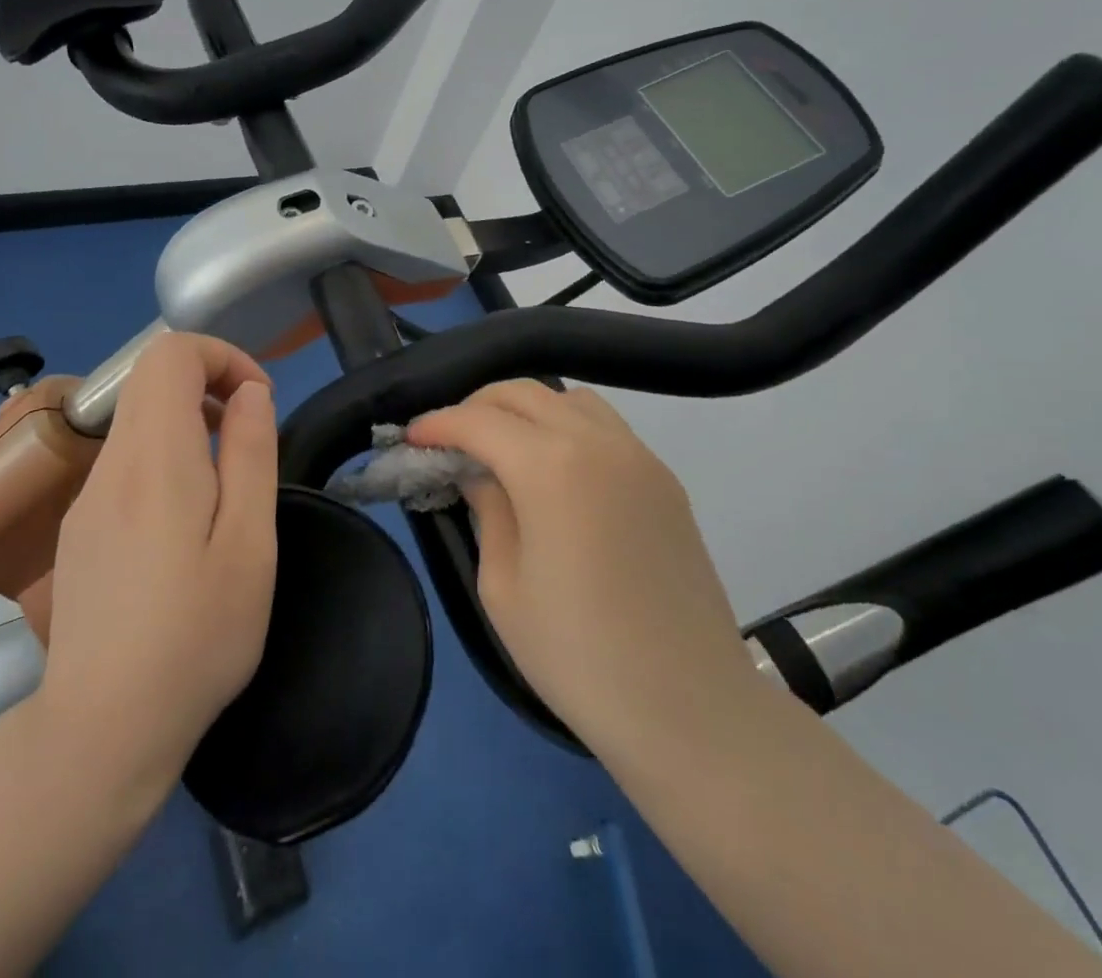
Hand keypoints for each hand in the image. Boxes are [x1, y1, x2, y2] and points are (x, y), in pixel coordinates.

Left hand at [36, 333, 278, 798]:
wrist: (102, 730)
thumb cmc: (196, 636)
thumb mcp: (249, 544)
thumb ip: (251, 453)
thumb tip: (250, 391)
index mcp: (155, 460)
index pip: (169, 354)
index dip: (221, 356)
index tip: (258, 400)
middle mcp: (109, 464)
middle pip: (149, 378)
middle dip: (208, 382)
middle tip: (249, 435)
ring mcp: (86, 497)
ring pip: (135, 418)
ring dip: (187, 420)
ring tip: (225, 480)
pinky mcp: (79, 528)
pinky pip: (123, 459)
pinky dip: (163, 455)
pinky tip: (185, 521)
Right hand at [408, 380, 757, 760]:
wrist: (690, 709)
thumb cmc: (578, 655)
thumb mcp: (504, 586)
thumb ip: (486, 509)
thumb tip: (478, 471)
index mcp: (552, 466)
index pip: (480, 421)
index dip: (438, 424)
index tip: (412, 438)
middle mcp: (598, 442)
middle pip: (525, 393)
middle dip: (478, 406)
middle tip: (450, 439)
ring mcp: (639, 456)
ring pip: (570, 400)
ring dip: (527, 410)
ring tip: (503, 448)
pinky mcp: (664, 479)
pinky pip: (605, 426)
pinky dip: (567, 427)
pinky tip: (555, 471)